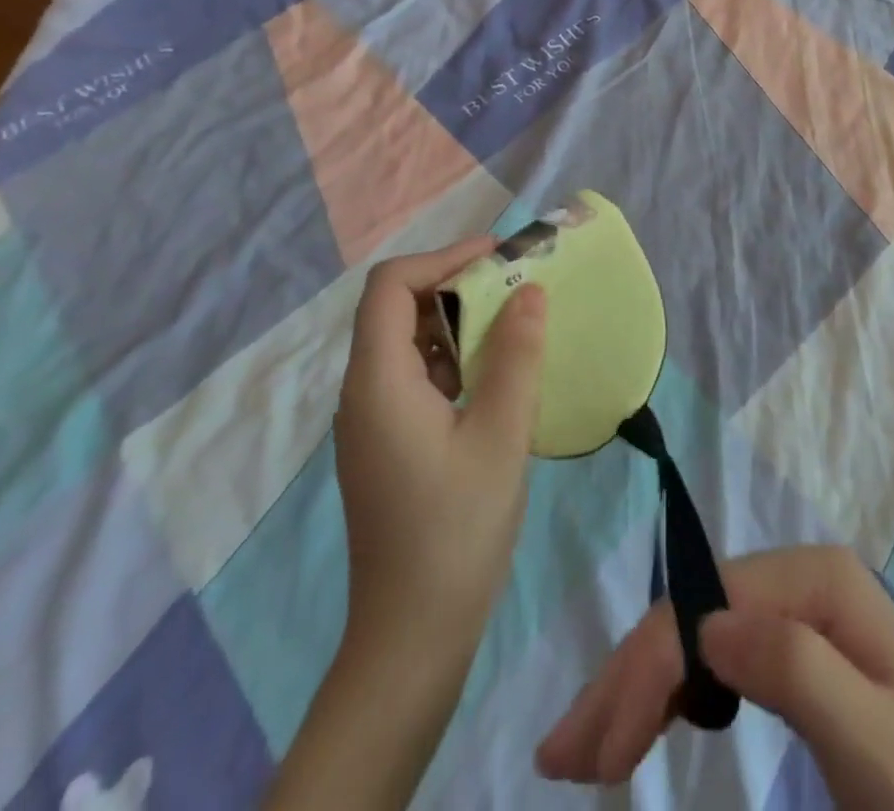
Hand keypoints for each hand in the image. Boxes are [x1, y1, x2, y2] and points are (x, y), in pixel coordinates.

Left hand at [334, 236, 546, 648]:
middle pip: (396, 309)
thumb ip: (516, 356)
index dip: (442, 258)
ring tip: (514, 325)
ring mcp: (371, 421)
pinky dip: (452, 359)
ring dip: (457, 323)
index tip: (498, 258)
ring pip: (407, 343)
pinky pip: (414, 377)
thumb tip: (531, 291)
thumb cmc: (457, 529)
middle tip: (516, 287)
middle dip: (456, 286)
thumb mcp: (501, 435)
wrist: (414, 635)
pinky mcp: (387, 444)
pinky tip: (494, 378)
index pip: (390, 286)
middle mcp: (362, 393)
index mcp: (378, 382)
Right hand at [535, 546, 893, 810]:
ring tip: (583, 749)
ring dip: (638, 687)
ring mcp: (796, 617)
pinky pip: (716, 663)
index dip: (646, 671)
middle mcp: (800, 581)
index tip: (599, 759)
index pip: (707, 610)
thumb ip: (799, 669)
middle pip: (693, 615)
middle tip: (561, 756)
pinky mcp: (795, 658)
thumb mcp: (878, 744)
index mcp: (818, 579)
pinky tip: (643, 721)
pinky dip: (672, 693)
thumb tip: (708, 624)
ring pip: (696, 638)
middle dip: (627, 678)